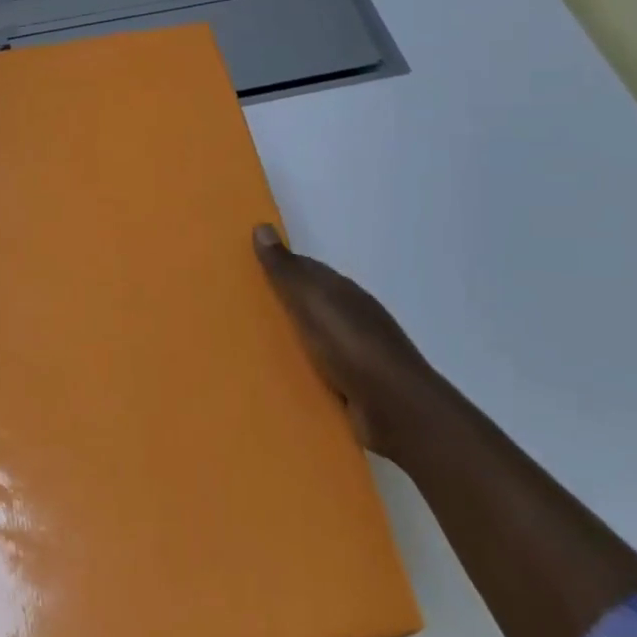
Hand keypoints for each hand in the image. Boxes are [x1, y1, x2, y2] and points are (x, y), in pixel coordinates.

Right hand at [254, 224, 436, 458]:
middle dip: (283, 303)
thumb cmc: (351, 345)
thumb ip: (286, 270)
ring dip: (292, 338)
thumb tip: (261, 227)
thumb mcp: (312, 301)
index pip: (308, 270)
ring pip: (315, 338)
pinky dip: (302, 369)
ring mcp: (356, 354)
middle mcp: (352, 317)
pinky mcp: (355, 387)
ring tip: (252, 344)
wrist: (396, 409)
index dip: (281, 267)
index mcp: (343, 291)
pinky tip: (281, 376)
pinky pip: (320, 371)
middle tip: (241, 308)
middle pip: (311, 303)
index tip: (247, 269)